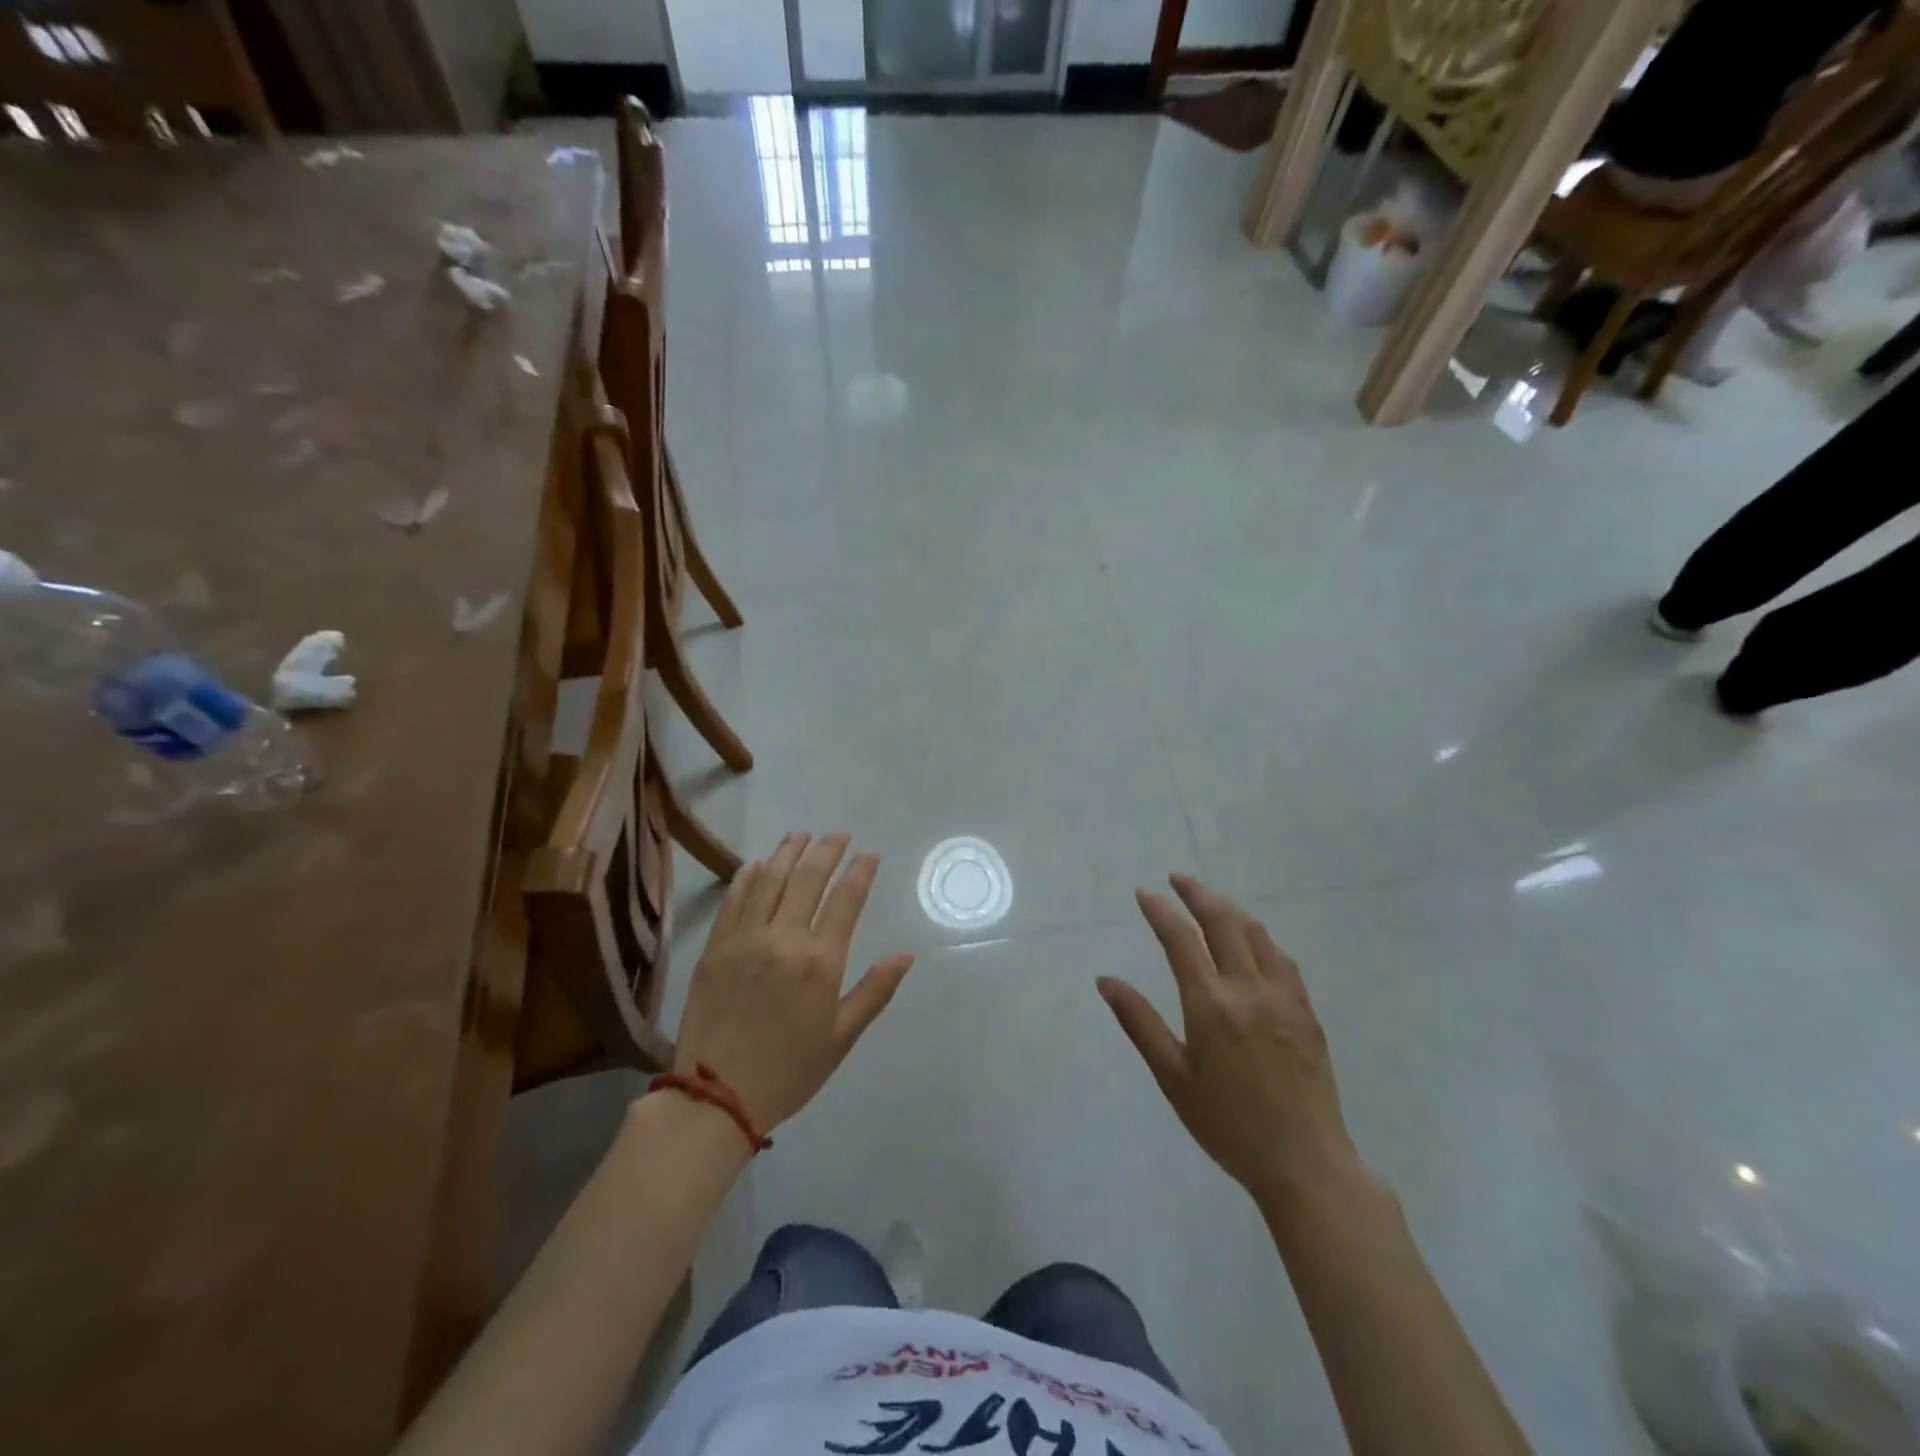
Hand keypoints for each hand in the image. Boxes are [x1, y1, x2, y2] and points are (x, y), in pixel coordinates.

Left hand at [675, 832, 914, 1132]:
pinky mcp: (715, 947)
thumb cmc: (788, 1071)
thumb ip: (874, 991)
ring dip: (788, 852)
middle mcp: (784, 939)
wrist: (715, 1098)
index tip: (870, 853)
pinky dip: (748, 876)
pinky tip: (757, 863)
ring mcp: (745, 939)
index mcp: (820, 961)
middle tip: (839, 835)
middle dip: (827, 850)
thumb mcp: (841, 1038)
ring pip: (769, 880)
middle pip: (808, 879)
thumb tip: (906, 955)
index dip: (860, 871)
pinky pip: (734, 899)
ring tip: (801, 835)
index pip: (846, 899)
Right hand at [1098, 874, 1359, 1206]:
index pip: (1180, 939)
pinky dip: (1260, 937)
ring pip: (1256, 933)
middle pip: (1223, 922)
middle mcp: (1248, 989)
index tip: (1144, 892)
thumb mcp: (1173, 1077)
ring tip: (1210, 900)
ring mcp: (1283, 997)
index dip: (1160, 910)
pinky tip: (1253, 941)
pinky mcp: (1307, 1011)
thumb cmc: (1228, 1124)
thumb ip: (1139, 1023)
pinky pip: (1282, 958)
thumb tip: (1106, 981)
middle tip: (1178, 879)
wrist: (1305, 1162)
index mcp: (1211, 1004)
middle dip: (1197, 894)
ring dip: (1230, 909)